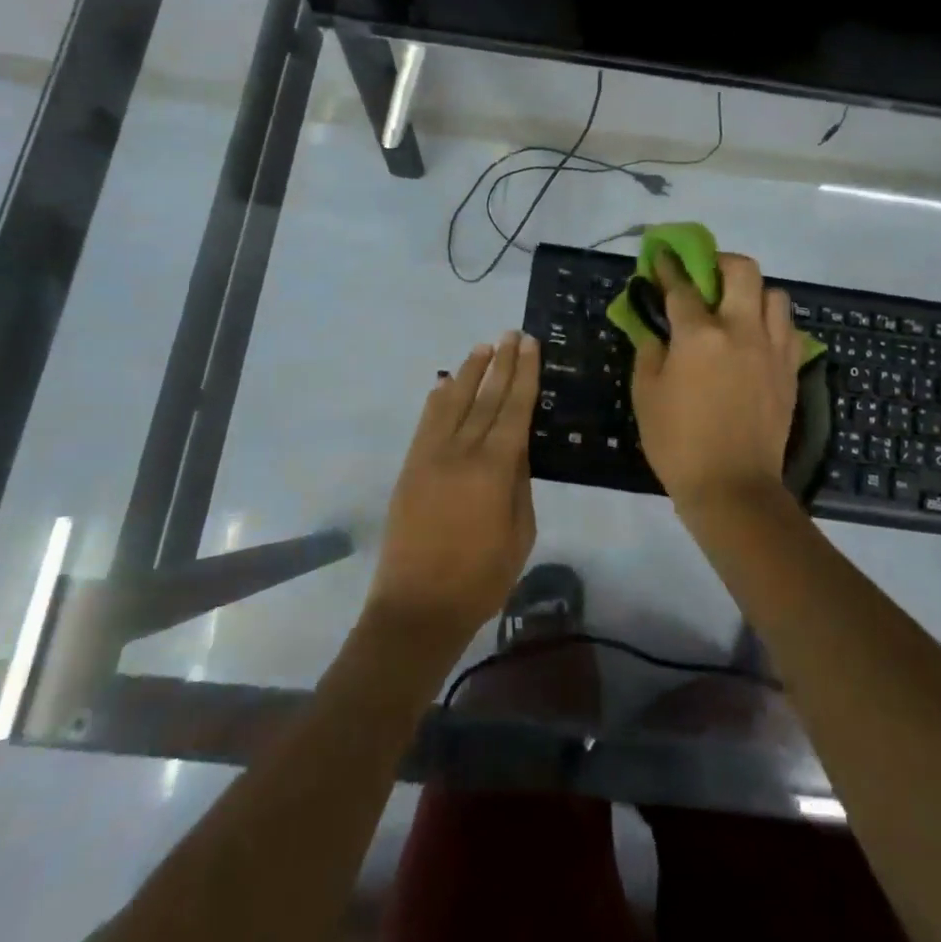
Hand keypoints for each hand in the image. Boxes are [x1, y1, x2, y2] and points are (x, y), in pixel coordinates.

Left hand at [367, 331, 539, 644]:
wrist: (417, 607)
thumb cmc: (481, 578)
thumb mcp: (519, 533)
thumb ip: (519, 483)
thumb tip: (517, 446)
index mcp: (493, 469)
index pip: (513, 409)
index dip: (523, 375)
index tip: (530, 346)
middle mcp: (460, 452)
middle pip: (484, 397)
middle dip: (500, 363)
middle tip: (511, 334)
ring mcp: (430, 456)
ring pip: (452, 402)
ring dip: (468, 372)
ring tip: (483, 348)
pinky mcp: (410, 467)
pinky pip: (426, 422)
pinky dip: (438, 398)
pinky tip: (446, 383)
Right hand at [632, 251, 802, 518]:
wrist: (733, 488)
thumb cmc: (678, 443)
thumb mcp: (646, 394)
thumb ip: (649, 350)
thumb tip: (655, 328)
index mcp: (700, 335)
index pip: (682, 286)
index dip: (669, 268)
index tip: (662, 258)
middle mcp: (741, 330)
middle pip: (742, 270)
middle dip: (721, 262)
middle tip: (706, 276)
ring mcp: (772, 349)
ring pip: (775, 295)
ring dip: (753, 293)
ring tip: (735, 310)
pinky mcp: (790, 370)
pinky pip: (788, 329)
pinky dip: (772, 324)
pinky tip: (755, 340)